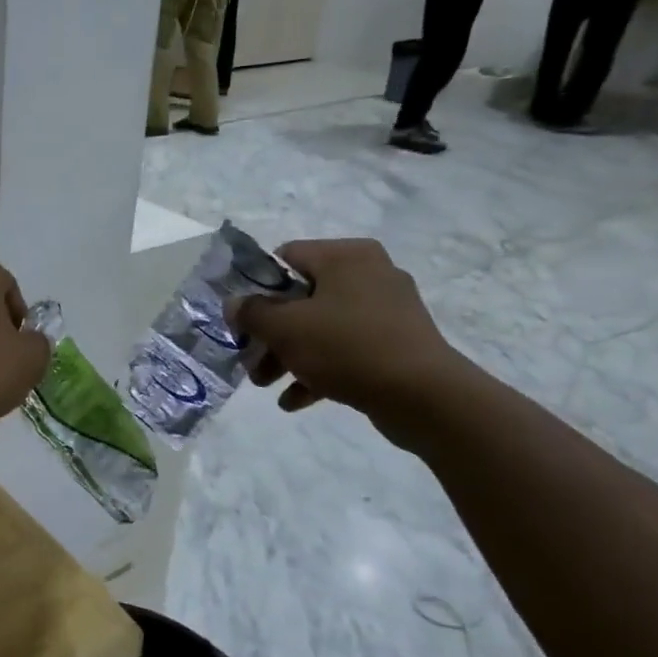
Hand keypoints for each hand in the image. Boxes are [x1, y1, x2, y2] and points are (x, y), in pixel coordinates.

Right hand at [228, 239, 471, 439]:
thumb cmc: (346, 347)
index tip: (241, 320)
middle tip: (250, 361)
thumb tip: (234, 304)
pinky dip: (319, 369)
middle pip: (301, 298)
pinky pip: (346, 349)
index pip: (286, 258)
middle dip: (271, 334)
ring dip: (288, 355)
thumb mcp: (284, 328)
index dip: (256, 288)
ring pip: (321, 327)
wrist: (424, 397)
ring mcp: (387, 310)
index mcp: (346, 256)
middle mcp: (370, 273)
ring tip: (266, 385)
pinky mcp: (397, 343)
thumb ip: (251, 312)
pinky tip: (295, 400)